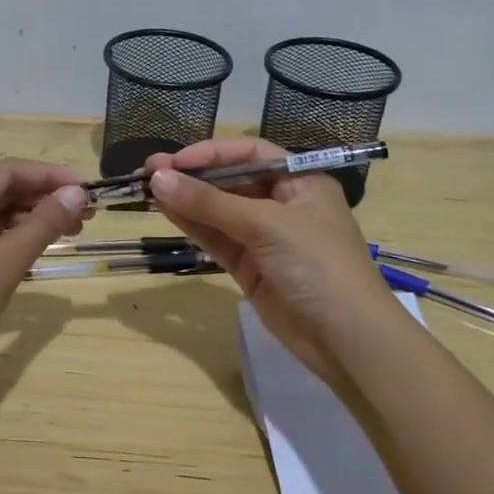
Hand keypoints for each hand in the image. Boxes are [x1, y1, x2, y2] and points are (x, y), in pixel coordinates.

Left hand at [0, 159, 87, 386]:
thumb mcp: (3, 263)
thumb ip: (42, 225)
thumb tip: (76, 193)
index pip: (9, 171)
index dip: (50, 176)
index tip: (88, 189)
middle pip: (3, 190)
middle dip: (45, 197)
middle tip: (87, 214)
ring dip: (34, 218)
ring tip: (73, 231)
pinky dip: (18, 239)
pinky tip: (40, 249)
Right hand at [144, 139, 401, 382]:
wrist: (346, 340)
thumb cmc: (317, 265)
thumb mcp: (266, 225)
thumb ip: (210, 203)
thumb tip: (158, 178)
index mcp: (300, 181)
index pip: (248, 153)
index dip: (210, 153)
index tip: (173, 162)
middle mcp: (281, 203)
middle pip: (229, 180)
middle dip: (191, 176)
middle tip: (149, 173)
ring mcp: (264, 237)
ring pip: (217, 210)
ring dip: (185, 199)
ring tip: (146, 190)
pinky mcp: (249, 266)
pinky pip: (216, 237)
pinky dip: (191, 225)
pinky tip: (165, 211)